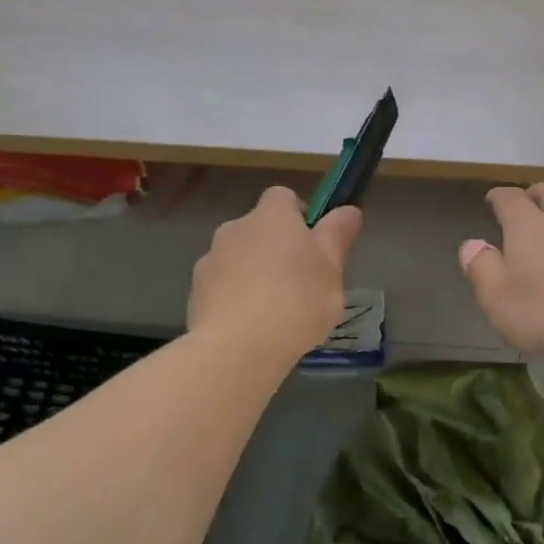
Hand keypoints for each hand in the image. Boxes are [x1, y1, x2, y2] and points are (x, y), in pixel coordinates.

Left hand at [190, 187, 361, 358]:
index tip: (314, 243)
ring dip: (253, 273)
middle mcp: (236, 228)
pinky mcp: (195, 292)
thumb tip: (349, 210)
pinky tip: (249, 327)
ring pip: (238, 257)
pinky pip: (221, 286)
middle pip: (259, 228)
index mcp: (272, 216)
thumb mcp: (332, 270)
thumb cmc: (296, 301)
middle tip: (299, 282)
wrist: (237, 347)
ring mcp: (211, 259)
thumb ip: (337, 235)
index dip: (299, 214)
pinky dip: (234, 298)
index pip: (283, 196)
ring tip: (274, 311)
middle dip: (276, 248)